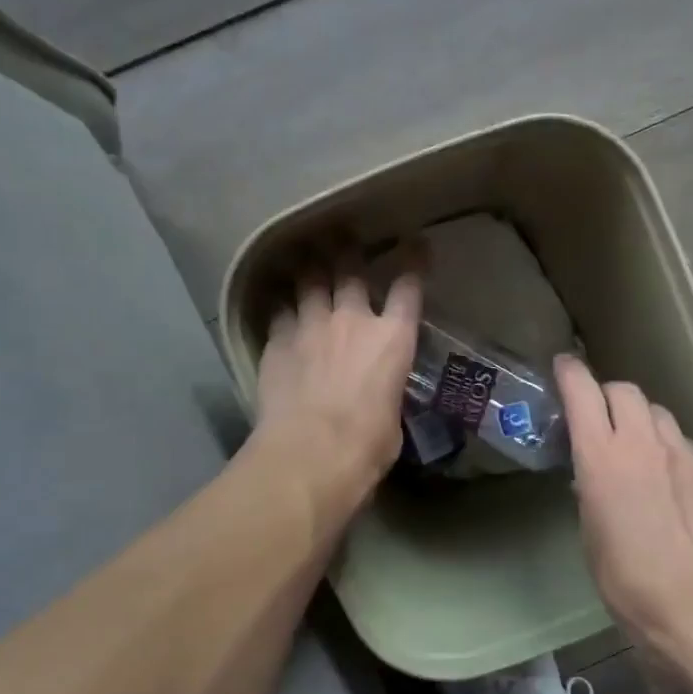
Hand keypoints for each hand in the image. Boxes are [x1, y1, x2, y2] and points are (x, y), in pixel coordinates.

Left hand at [254, 257, 422, 520]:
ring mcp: (311, 326)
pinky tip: (281, 307)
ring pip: (308, 281)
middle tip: (344, 240)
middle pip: (350, 271)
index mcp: (393, 339)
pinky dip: (283, 307)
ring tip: (307, 260)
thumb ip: (386, 393)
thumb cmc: (368, 445)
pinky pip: (280, 312)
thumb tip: (379, 398)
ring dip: (310, 271)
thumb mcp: (393, 418)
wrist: (311, 453)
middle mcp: (352, 320)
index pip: (408, 288)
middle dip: (349, 252)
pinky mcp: (277, 342)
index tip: (415, 246)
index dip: (413, 263)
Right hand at [556, 355, 692, 646]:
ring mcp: (684, 455)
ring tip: (639, 449)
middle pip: (626, 391)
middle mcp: (644, 443)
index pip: (583, 392)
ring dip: (643, 421)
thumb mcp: (590, 534)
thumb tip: (593, 478)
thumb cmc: (626, 579)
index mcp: (602, 457)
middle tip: (602, 417)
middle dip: (609, 395)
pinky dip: (671, 451)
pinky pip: (686, 446)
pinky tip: (672, 481)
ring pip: (660, 414)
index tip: (564, 366)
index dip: (570, 373)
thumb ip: (591, 491)